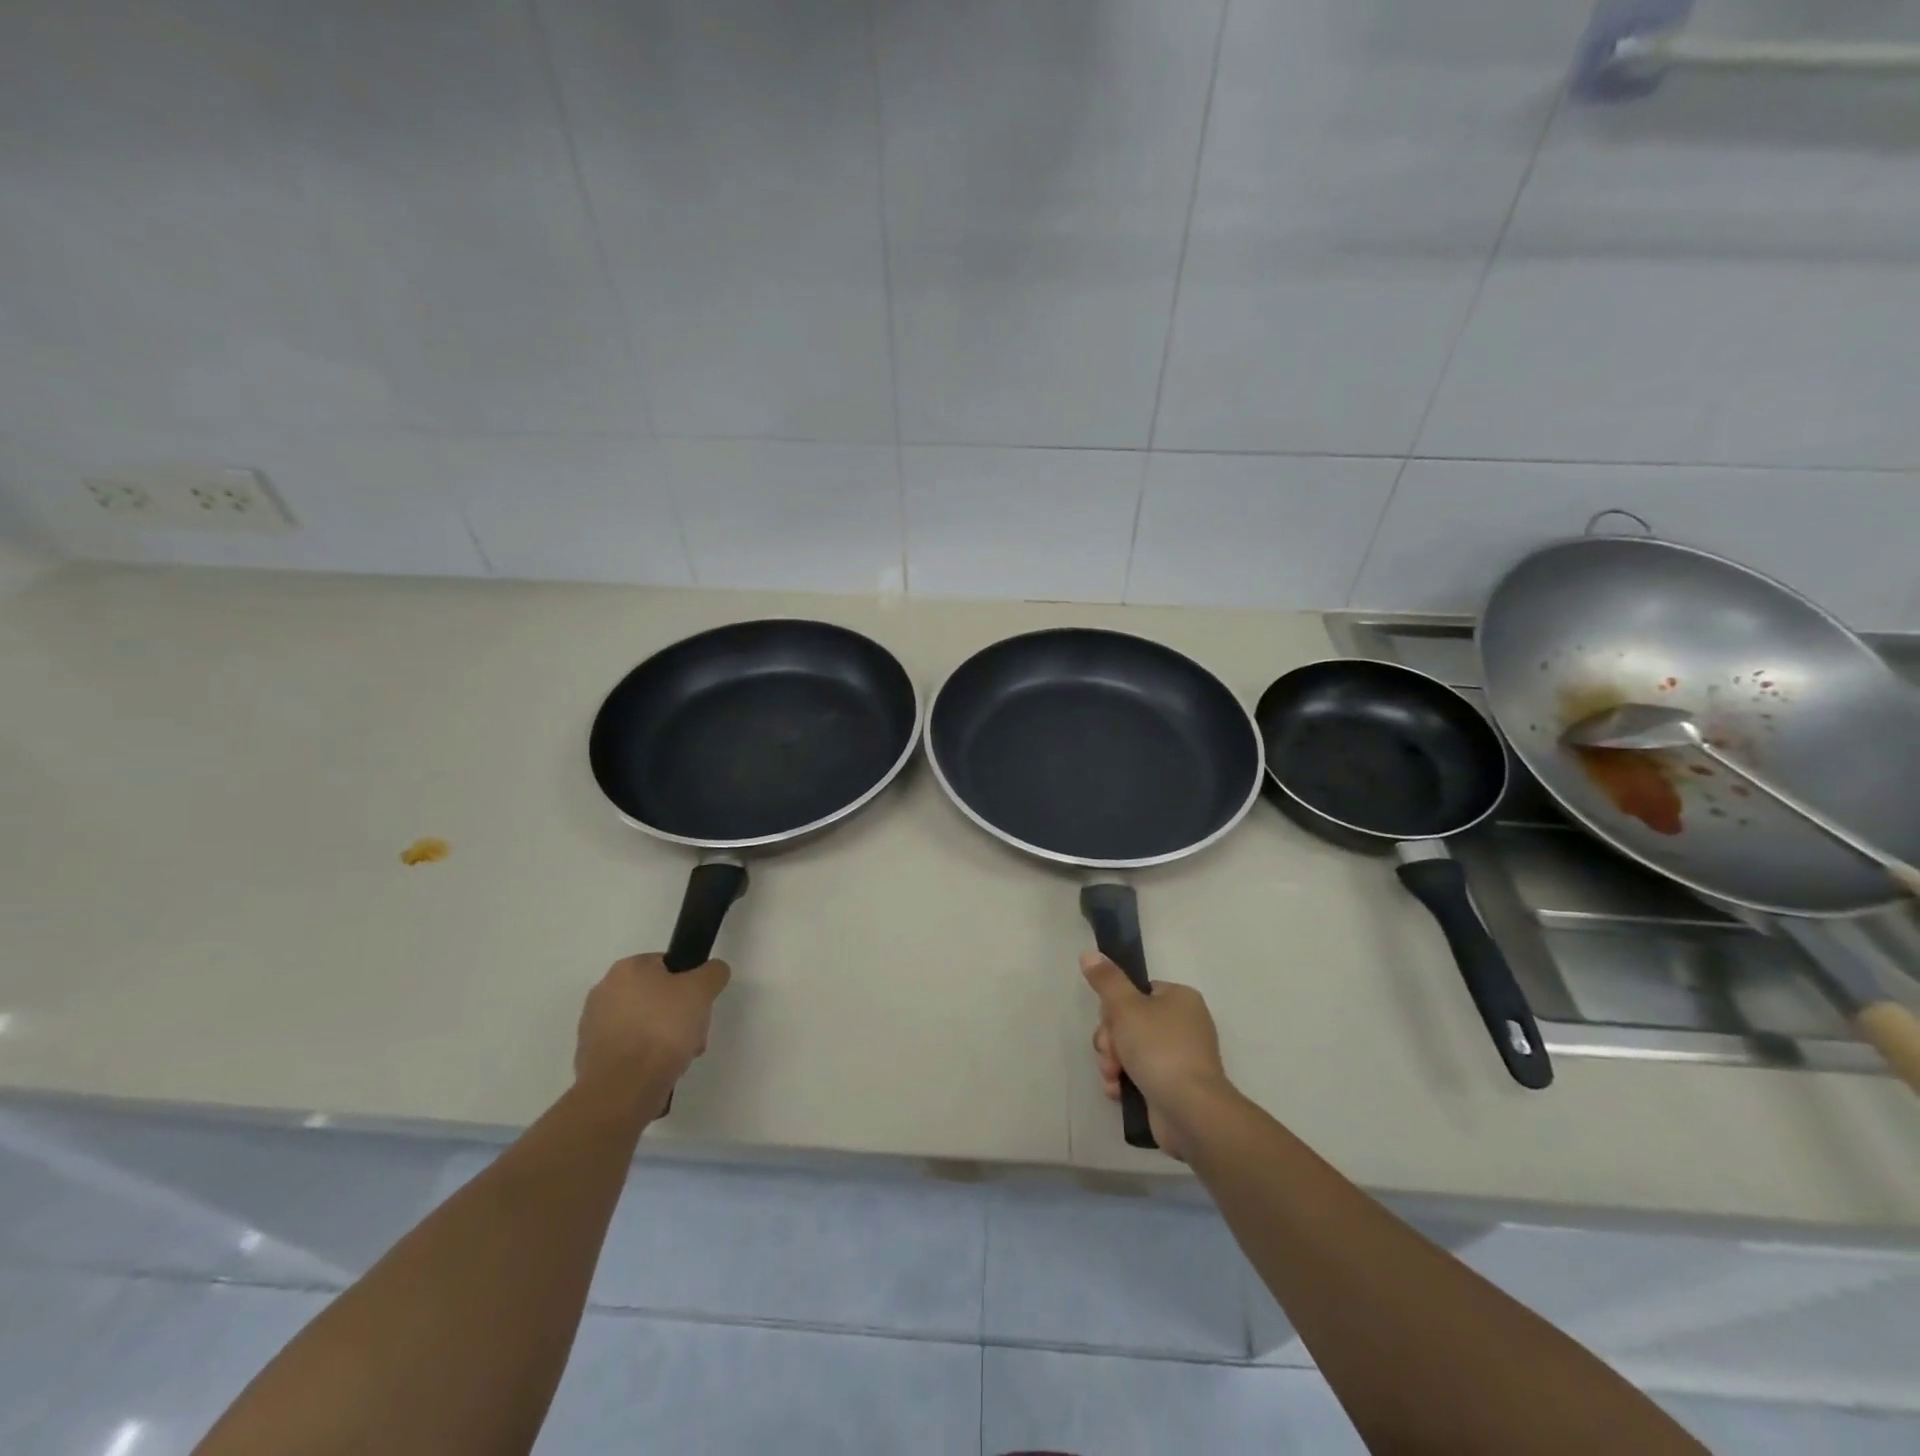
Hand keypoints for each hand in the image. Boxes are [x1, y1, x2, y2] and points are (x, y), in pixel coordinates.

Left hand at [575, 953, 730, 1112]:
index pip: (668, 965)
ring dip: (665, 1037)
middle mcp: (604, 991)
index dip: (690, 984)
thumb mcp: (701, 990)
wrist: (623, 1089)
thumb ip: (713, 972)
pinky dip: (646, 1057)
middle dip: (680, 1015)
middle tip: (694, 1034)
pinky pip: (630, 1049)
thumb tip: (712, 971)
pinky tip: (659, 1071)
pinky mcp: (591, 1058)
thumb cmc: (662, 1029)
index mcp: (627, 968)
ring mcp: (594, 1026)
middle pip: (657, 996)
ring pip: (645, 1024)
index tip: (700, 1006)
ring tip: (680, 1058)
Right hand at [1082, 952, 1231, 1157]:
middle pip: (1130, 1022)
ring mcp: (1180, 1058)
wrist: (1190, 1110)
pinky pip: (1140, 1075)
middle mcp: (1184, 1024)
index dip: (1115, 1007)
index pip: (1138, 992)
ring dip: (1113, 1062)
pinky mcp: (1173, 1086)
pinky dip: (1125, 1082)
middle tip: (1109, 1052)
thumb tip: (1089, 953)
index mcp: (1180, 999)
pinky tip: (1118, 1091)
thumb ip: (1106, 980)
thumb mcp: (1126, 1007)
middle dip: (1111, 1039)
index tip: (1108, 1021)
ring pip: (1131, 1050)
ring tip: (1112, 1076)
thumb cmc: (1158, 1048)